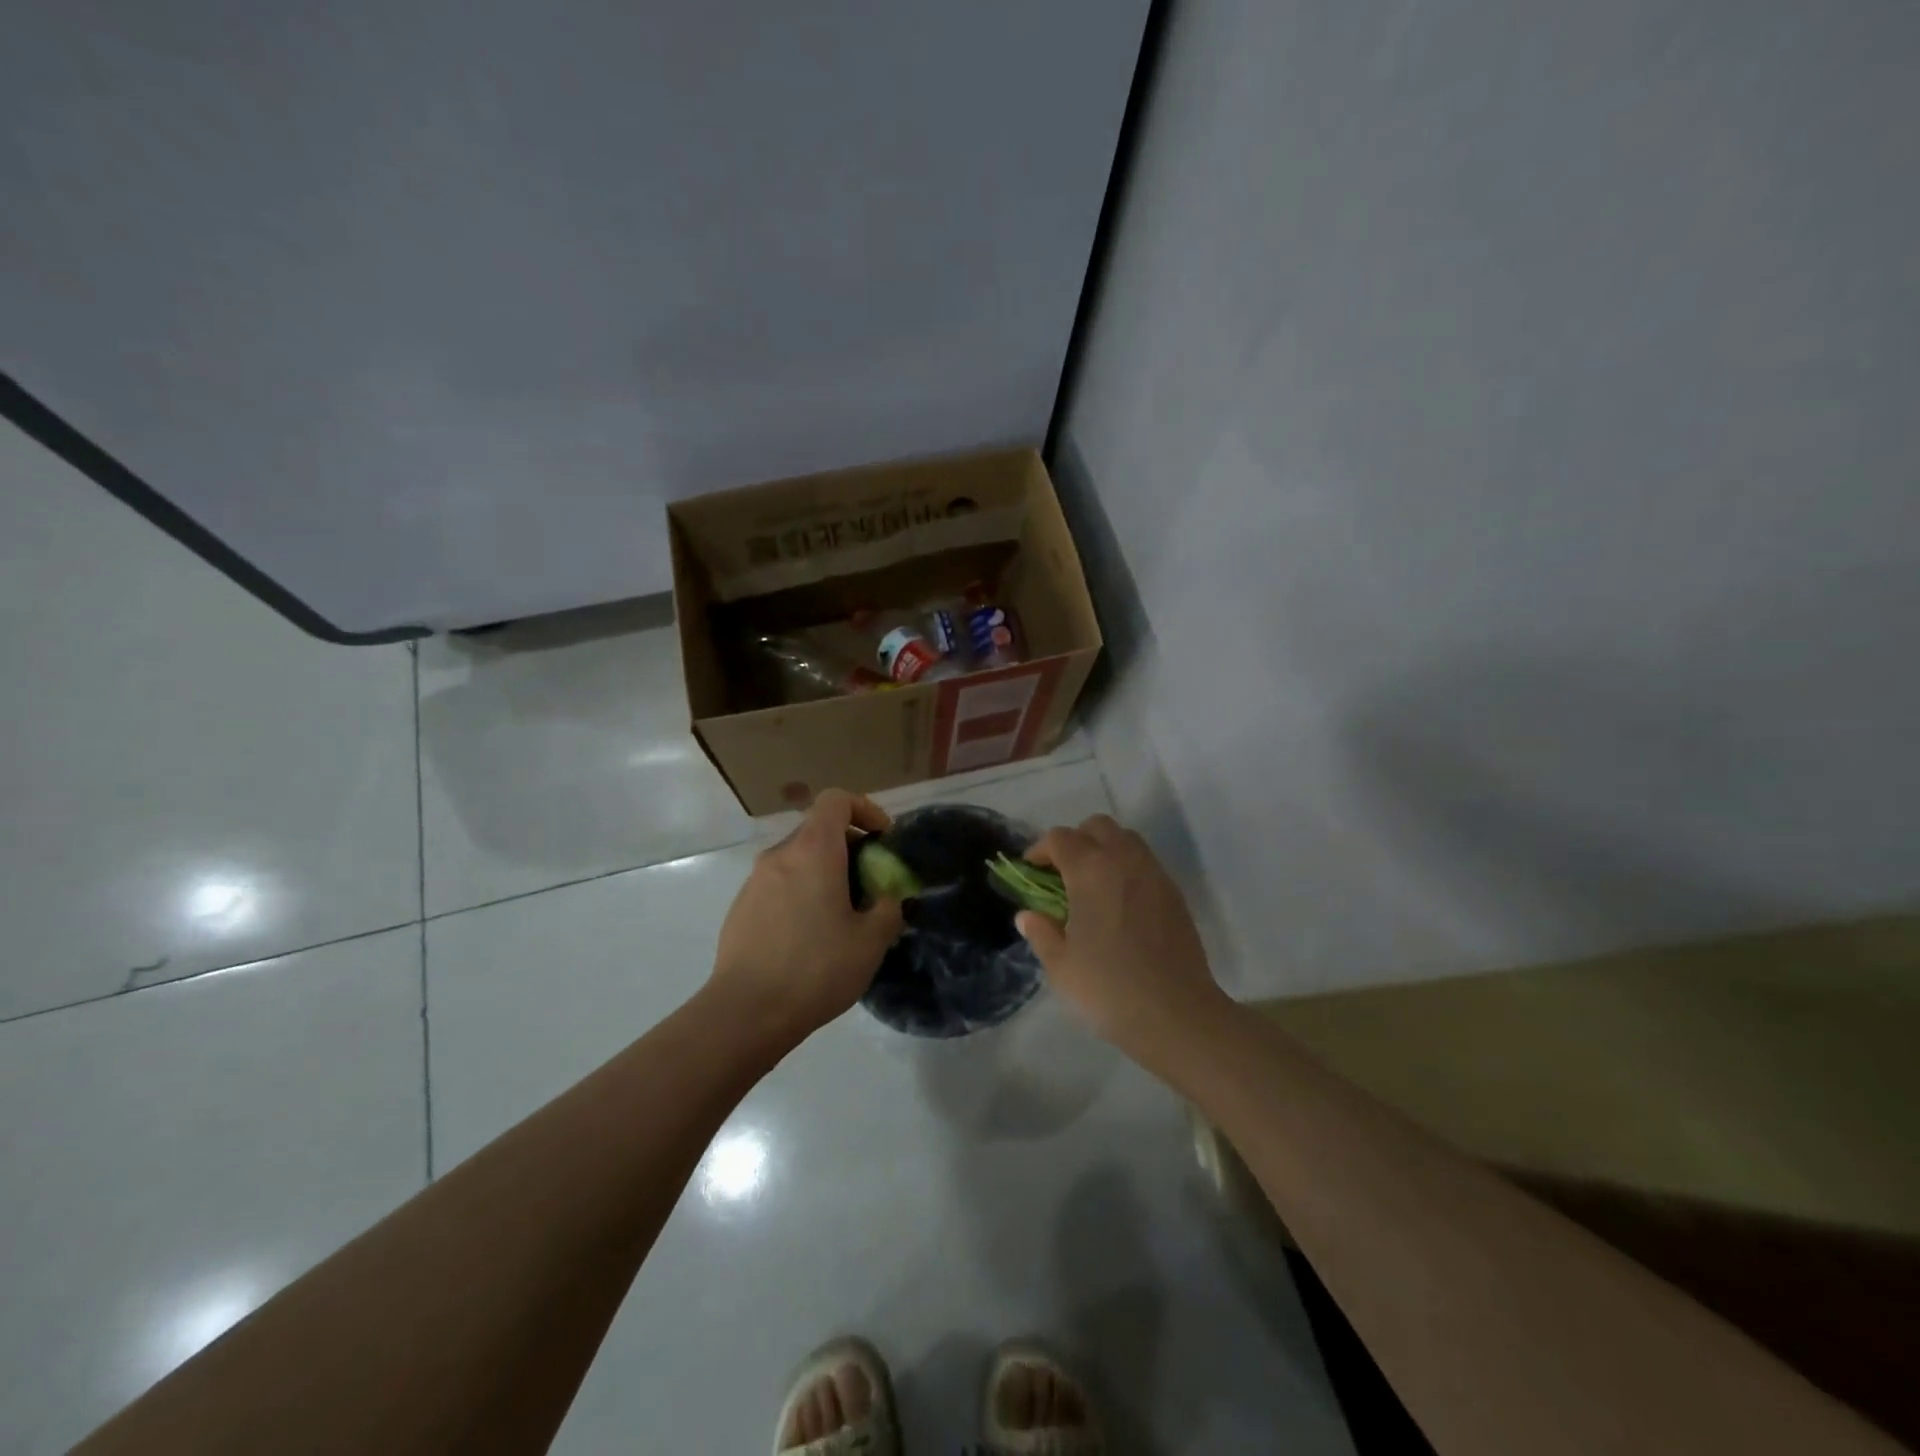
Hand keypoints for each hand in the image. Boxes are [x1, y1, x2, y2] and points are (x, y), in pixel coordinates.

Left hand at [710, 789, 904, 1044]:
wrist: (746, 1012)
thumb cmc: (816, 968)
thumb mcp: (871, 941)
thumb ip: (889, 908)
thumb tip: (889, 897)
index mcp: (814, 850)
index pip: (836, 799)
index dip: (865, 809)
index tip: (883, 841)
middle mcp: (780, 855)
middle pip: (818, 829)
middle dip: (850, 847)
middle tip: (870, 884)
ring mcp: (755, 880)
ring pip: (798, 858)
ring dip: (825, 872)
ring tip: (843, 914)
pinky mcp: (741, 907)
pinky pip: (779, 883)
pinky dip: (801, 891)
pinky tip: (810, 936)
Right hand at [1016, 815, 1230, 1056]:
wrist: (1176, 1014)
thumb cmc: (1109, 988)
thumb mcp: (1061, 965)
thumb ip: (1041, 932)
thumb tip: (1028, 915)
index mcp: (1090, 870)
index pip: (1060, 838)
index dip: (1040, 850)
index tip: (1032, 872)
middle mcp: (1124, 860)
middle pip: (1097, 826)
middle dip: (1076, 840)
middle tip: (1063, 873)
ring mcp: (1154, 874)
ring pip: (1126, 839)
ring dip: (1105, 849)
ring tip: (1092, 885)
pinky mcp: (1174, 893)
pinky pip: (1146, 863)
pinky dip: (1127, 868)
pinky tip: (1120, 903)